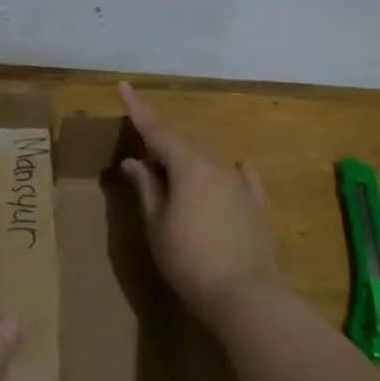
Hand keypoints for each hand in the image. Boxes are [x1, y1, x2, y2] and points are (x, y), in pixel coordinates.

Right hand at [118, 81, 283, 324]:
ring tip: (171, 188)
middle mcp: (216, 165)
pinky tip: (235, 169)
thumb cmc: (188, 260)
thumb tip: (134, 161)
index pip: (156, 130)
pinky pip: (238, 179)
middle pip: (181, 149)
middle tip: (140, 167)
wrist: (244, 295)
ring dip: (186, 169)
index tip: (124, 85)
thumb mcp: (157, 224)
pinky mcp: (255, 205)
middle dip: (160, 151)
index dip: (137, 109)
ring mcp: (240, 184)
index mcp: (188, 166)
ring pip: (206, 164)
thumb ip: (146, 188)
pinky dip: (225, 175)